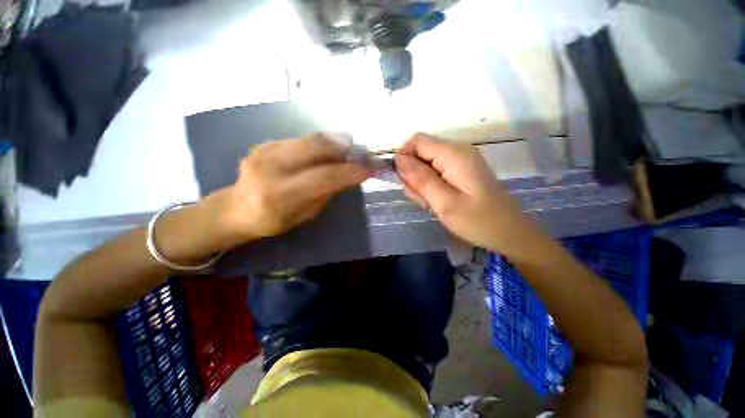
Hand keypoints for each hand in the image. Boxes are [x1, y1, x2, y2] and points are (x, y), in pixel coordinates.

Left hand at [210, 134, 368, 247]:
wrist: (236, 209)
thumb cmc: (273, 221)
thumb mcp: (305, 214)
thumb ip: (328, 192)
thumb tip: (351, 175)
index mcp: (280, 194)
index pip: (324, 176)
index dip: (350, 171)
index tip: (368, 169)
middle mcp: (270, 166)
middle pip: (317, 146)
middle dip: (344, 147)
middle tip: (359, 154)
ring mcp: (265, 150)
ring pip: (311, 139)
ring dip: (335, 144)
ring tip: (348, 152)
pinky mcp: (266, 143)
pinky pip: (302, 140)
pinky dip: (320, 145)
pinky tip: (326, 154)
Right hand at [395, 133, 539, 252]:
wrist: (508, 233)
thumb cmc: (476, 220)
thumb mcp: (443, 202)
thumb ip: (420, 178)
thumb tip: (399, 159)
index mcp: (454, 154)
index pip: (416, 141)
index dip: (404, 157)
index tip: (404, 182)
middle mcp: (457, 151)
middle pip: (421, 152)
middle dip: (413, 175)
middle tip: (422, 198)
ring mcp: (460, 161)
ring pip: (426, 164)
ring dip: (421, 183)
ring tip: (431, 203)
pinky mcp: (461, 171)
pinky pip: (436, 172)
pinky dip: (430, 186)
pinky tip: (437, 201)